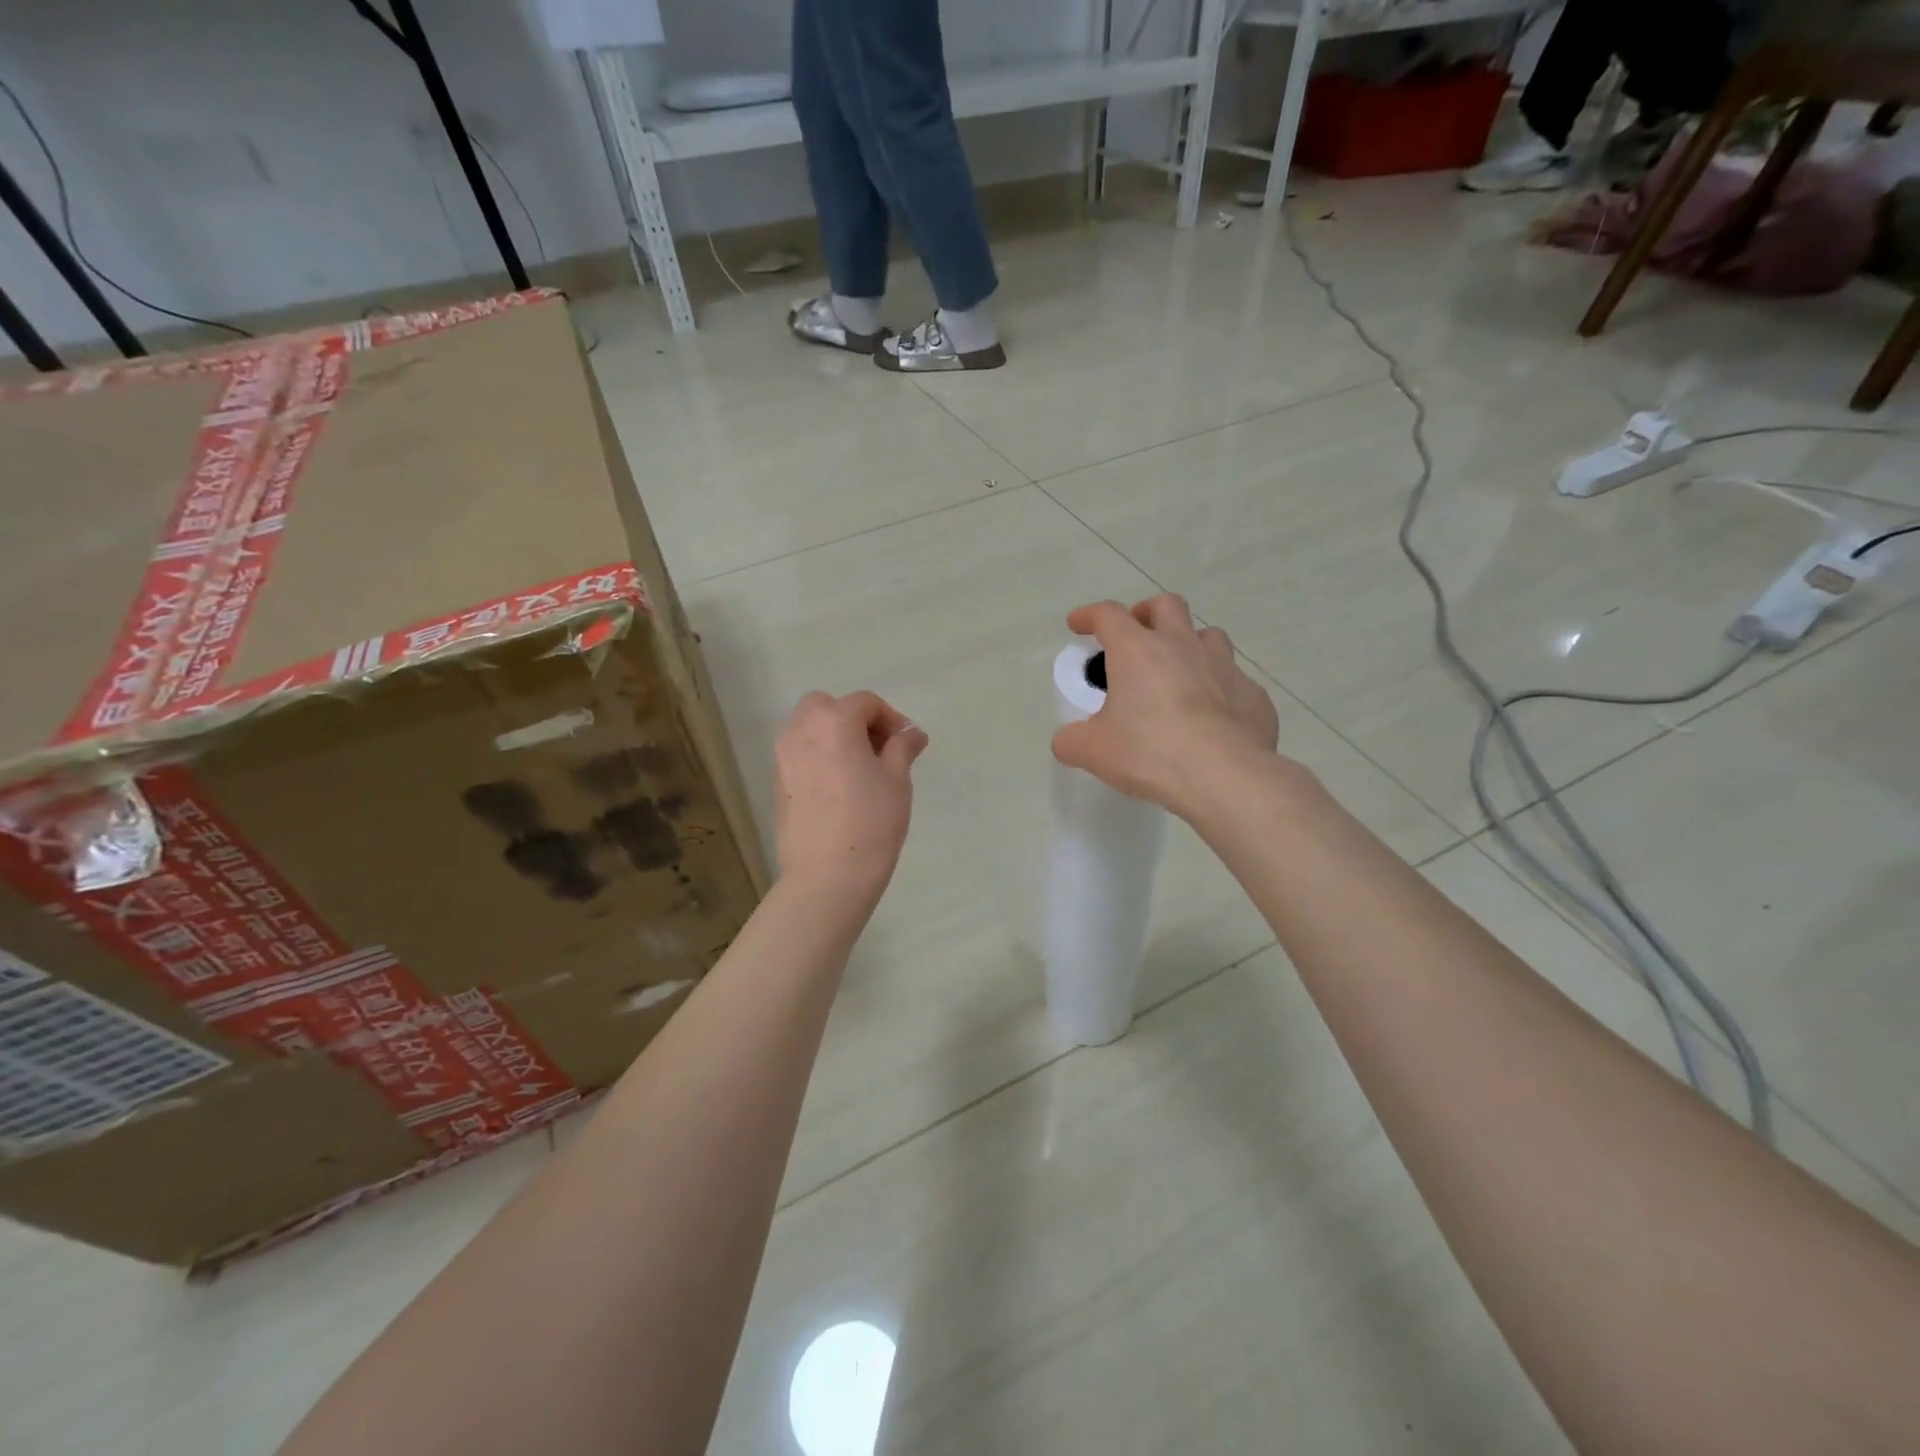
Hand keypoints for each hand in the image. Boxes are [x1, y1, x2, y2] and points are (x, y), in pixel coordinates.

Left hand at [774, 691, 926, 897]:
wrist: (827, 875)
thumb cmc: (871, 821)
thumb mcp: (897, 780)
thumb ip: (902, 748)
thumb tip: (912, 733)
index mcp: (834, 722)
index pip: (865, 703)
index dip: (891, 718)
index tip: (908, 743)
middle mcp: (801, 730)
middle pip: (828, 707)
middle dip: (855, 719)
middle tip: (880, 749)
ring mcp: (783, 757)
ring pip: (809, 729)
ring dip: (834, 736)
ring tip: (861, 768)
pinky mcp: (777, 783)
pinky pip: (800, 755)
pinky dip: (820, 757)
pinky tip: (840, 787)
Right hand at [1051, 595, 1279, 818]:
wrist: (1224, 776)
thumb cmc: (1149, 753)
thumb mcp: (1092, 751)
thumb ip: (1072, 740)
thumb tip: (1068, 740)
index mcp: (1137, 650)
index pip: (1108, 614)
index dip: (1089, 615)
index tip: (1078, 625)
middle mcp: (1182, 646)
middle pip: (1167, 605)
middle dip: (1148, 613)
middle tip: (1138, 637)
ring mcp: (1225, 667)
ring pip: (1209, 636)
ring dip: (1190, 645)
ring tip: (1179, 673)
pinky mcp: (1254, 695)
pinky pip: (1235, 681)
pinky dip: (1220, 690)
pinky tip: (1213, 717)